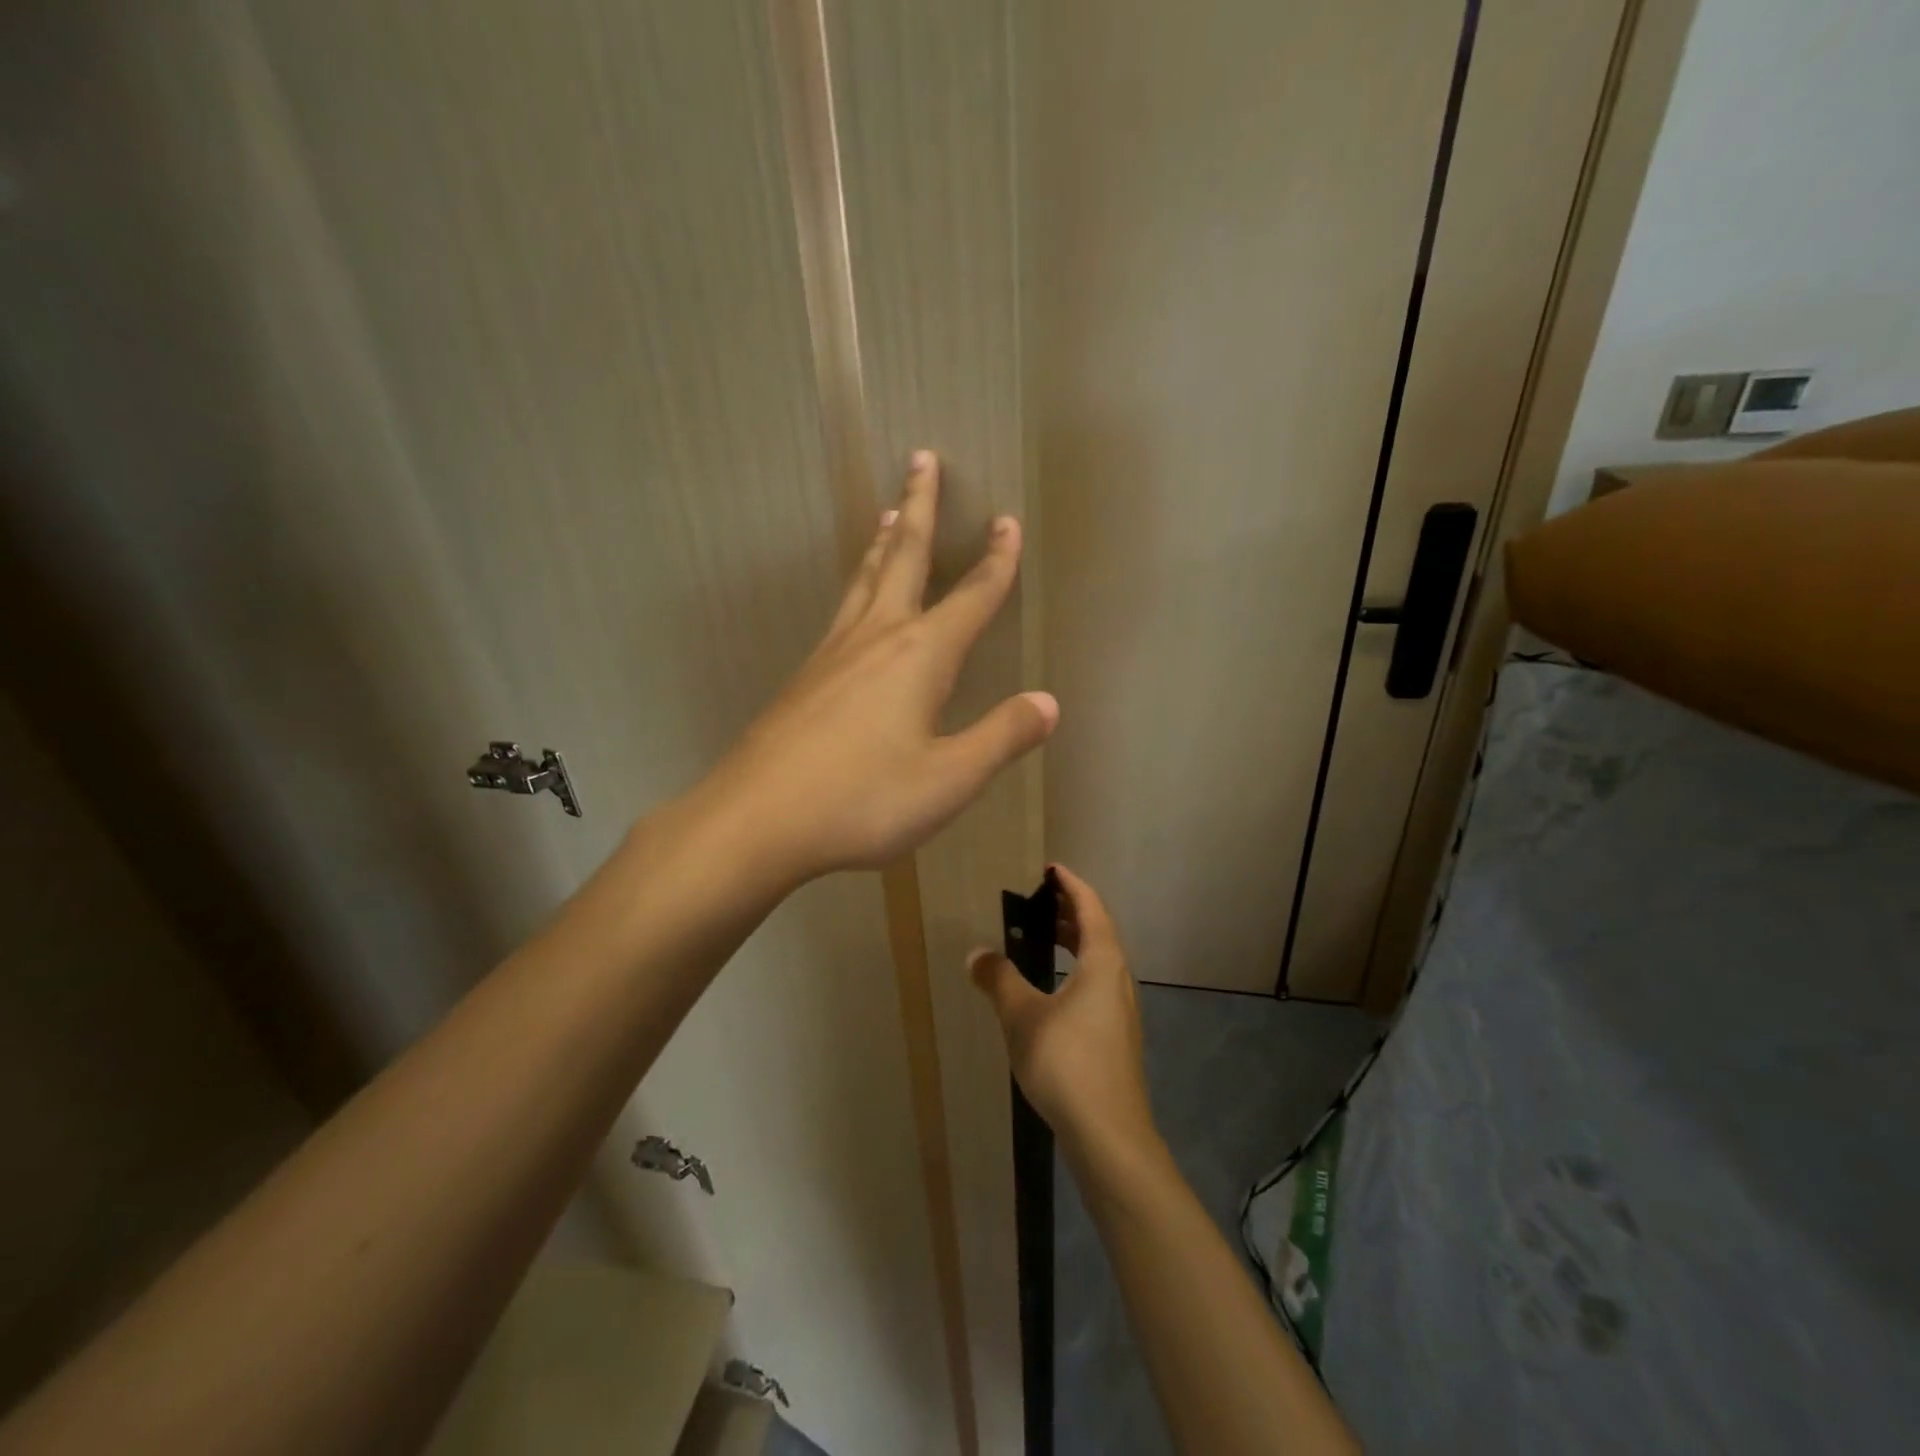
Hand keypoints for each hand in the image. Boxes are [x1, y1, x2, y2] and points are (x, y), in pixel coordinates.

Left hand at [698, 451, 1057, 885]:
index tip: (1007, 521)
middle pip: (903, 559)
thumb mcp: (949, 779)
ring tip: (889, 514)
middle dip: (919, 508)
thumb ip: (1001, 738)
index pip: (971, 598)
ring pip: (865, 581)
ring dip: (884, 544)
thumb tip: (1048, 703)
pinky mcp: (805, 678)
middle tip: (922, 459)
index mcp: (919, 657)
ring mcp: (832, 655)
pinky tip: (855, 605)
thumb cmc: (862, 800)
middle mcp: (875, 639)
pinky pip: (841, 613)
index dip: (996, 561)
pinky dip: (858, 587)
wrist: (757, 819)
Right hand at [969, 864, 1159, 1170]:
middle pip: (1098, 932)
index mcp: (1103, 962)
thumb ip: (998, 980)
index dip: (1071, 884)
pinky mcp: (1116, 1037)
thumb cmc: (1067, 1063)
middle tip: (1039, 901)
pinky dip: (1074, 970)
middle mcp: (1118, 980)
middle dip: (1070, 912)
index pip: (1091, 907)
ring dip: (1073, 943)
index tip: (1050, 868)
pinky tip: (1050, 992)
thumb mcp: (1022, 1016)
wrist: (1110, 1136)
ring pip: (1098, 961)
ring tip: (1041, 938)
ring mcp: (1121, 1011)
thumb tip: (976, 954)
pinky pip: (1096, 985)